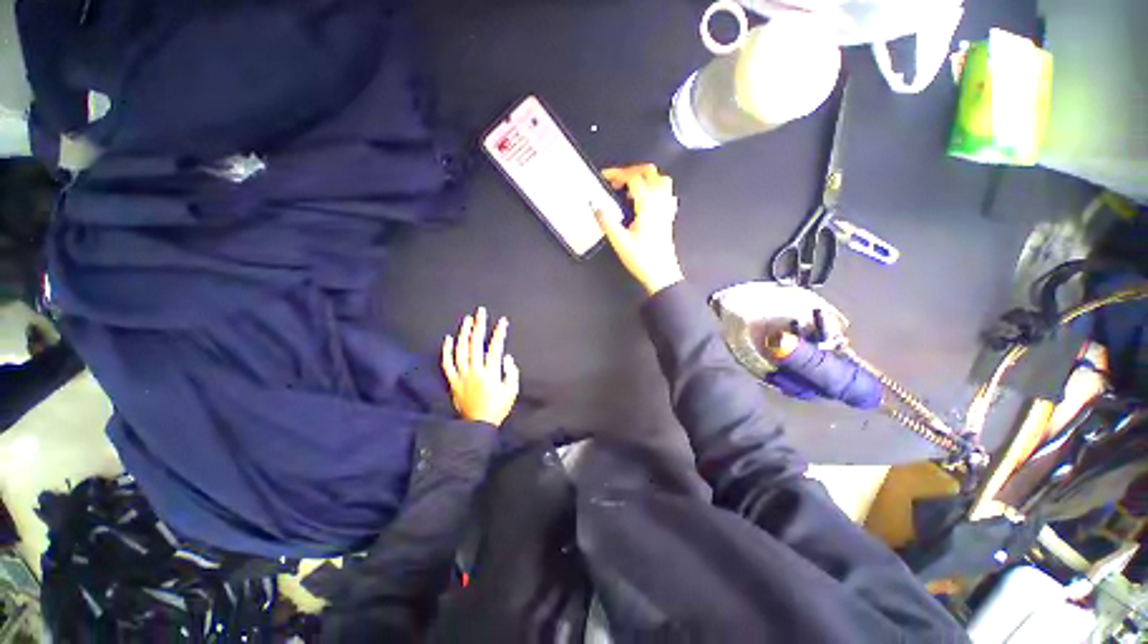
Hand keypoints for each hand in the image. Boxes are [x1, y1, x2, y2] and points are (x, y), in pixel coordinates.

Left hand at [442, 307, 519, 426]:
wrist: (477, 425)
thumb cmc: (497, 408)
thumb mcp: (511, 391)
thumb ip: (511, 372)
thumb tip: (506, 356)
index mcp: (490, 372)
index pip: (495, 347)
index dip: (499, 332)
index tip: (502, 321)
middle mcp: (475, 370)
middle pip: (476, 343)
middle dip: (479, 325)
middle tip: (480, 311)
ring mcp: (462, 375)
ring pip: (460, 350)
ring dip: (463, 333)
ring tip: (467, 320)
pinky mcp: (453, 381)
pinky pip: (447, 363)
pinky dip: (447, 351)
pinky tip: (448, 339)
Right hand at [597, 164, 683, 294]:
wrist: (661, 274)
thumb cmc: (642, 259)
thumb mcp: (620, 241)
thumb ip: (607, 221)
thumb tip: (596, 206)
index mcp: (647, 206)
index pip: (633, 178)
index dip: (617, 174)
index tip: (605, 177)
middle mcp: (659, 203)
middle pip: (650, 173)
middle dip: (631, 170)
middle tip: (616, 179)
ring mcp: (666, 209)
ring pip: (661, 179)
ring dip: (645, 177)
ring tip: (630, 186)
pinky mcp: (668, 216)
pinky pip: (666, 193)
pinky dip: (655, 188)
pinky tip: (646, 198)